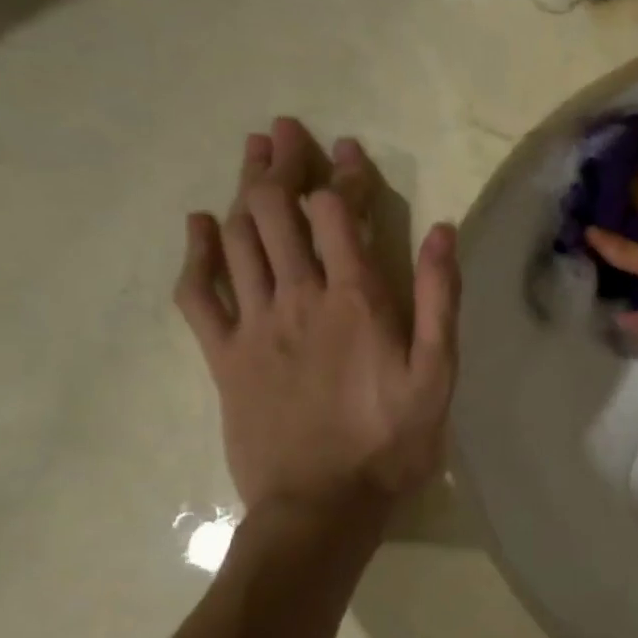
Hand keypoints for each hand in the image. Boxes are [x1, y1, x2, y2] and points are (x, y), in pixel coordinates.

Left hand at [175, 118, 460, 513]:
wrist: (321, 507)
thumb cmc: (391, 441)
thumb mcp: (438, 373)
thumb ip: (438, 299)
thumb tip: (441, 231)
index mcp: (355, 300)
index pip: (340, 215)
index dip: (342, 175)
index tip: (347, 149)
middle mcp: (298, 299)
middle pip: (278, 213)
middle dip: (281, 163)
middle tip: (284, 130)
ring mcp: (253, 327)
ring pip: (239, 240)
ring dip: (243, 191)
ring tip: (251, 154)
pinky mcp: (223, 357)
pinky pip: (198, 295)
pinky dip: (196, 255)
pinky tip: (199, 226)